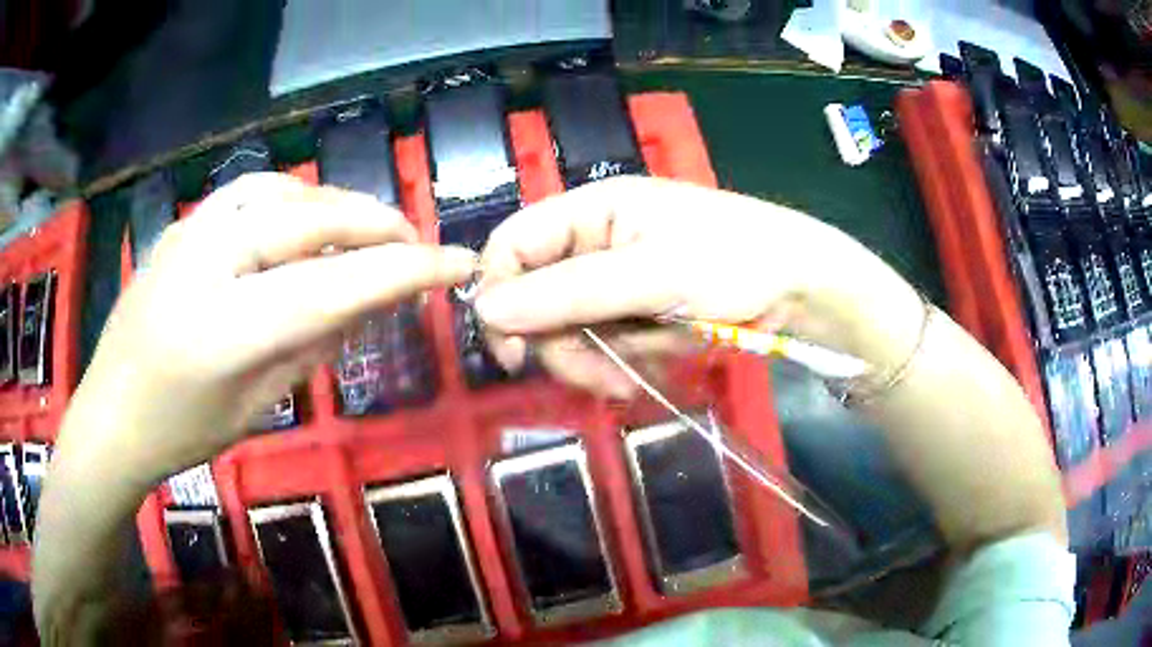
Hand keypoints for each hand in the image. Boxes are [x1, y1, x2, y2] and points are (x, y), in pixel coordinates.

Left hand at [65, 173, 475, 480]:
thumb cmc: (181, 433)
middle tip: (413, 242)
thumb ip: (313, 345)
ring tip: (366, 230)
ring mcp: (188, 231)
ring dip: (336, 205)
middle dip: (375, 224)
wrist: (111, 415)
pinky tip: (306, 220)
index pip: (332, 285)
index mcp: (223, 328)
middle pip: (309, 217)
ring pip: (283, 191)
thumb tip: (368, 299)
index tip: (455, 263)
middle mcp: (205, 261)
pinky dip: (294, 198)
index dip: (403, 270)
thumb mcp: (256, 407)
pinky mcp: (182, 224)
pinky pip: (251, 194)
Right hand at [476, 176, 918, 396]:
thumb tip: (487, 309)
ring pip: (568, 327)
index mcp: (593, 209)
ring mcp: (617, 278)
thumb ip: (568, 293)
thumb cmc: (735, 262)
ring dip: (591, 360)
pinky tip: (646, 370)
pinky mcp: (637, 309)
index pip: (514, 243)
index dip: (499, 292)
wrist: (802, 291)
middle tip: (592, 375)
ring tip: (627, 381)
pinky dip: (617, 363)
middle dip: (559, 341)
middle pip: (537, 294)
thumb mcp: (652, 275)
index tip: (511, 349)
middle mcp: (596, 240)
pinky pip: (602, 341)